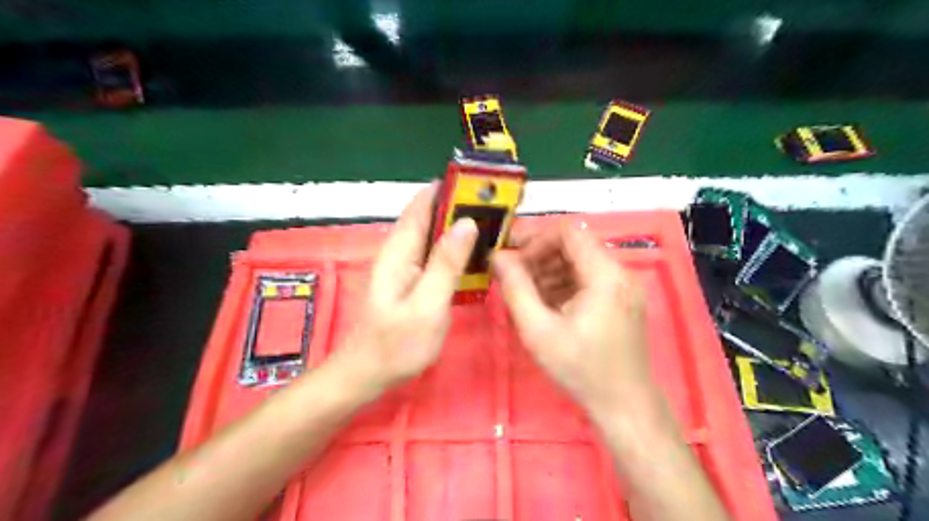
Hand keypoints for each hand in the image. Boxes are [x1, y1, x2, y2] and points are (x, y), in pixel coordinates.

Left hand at [332, 185, 477, 391]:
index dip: (450, 189)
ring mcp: (406, 265)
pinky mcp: (413, 279)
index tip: (482, 184)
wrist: (368, 374)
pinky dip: (456, 248)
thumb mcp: (427, 305)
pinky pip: (436, 254)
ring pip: (435, 234)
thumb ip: (446, 264)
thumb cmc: (396, 344)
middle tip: (498, 207)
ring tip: (495, 225)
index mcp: (400, 250)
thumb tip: (466, 222)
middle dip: (461, 207)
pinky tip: (476, 254)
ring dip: (460, 227)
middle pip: (431, 216)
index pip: (423, 204)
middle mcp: (401, 251)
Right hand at [492, 224, 651, 419]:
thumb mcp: (539, 330)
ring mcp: (622, 286)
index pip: (568, 232)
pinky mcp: (621, 299)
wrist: (625, 406)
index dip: (535, 238)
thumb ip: (516, 288)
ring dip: (549, 271)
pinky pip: (587, 279)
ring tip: (525, 293)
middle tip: (512, 276)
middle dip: (539, 256)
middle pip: (574, 246)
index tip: (511, 257)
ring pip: (579, 262)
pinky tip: (545, 304)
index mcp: (605, 275)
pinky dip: (563, 284)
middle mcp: (619, 272)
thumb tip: (497, 256)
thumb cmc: (581, 369)